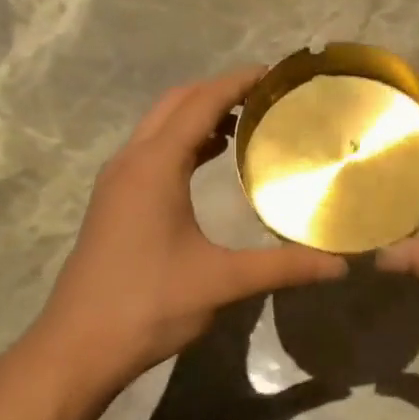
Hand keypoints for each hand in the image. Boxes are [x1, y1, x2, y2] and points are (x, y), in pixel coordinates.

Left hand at [29, 66, 345, 398]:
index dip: (237, 82)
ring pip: (158, 127)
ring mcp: (116, 182)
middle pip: (175, 104)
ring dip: (197, 115)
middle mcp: (130, 162)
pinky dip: (182, 141)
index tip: (275, 74)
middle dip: (217, 91)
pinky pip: (151, 152)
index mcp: (154, 166)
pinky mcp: (113, 203)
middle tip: (265, 96)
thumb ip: (283, 267)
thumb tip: (340, 263)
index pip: (200, 104)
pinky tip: (208, 161)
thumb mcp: (221, 282)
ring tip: (245, 122)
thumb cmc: (148, 304)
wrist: (78, 346)